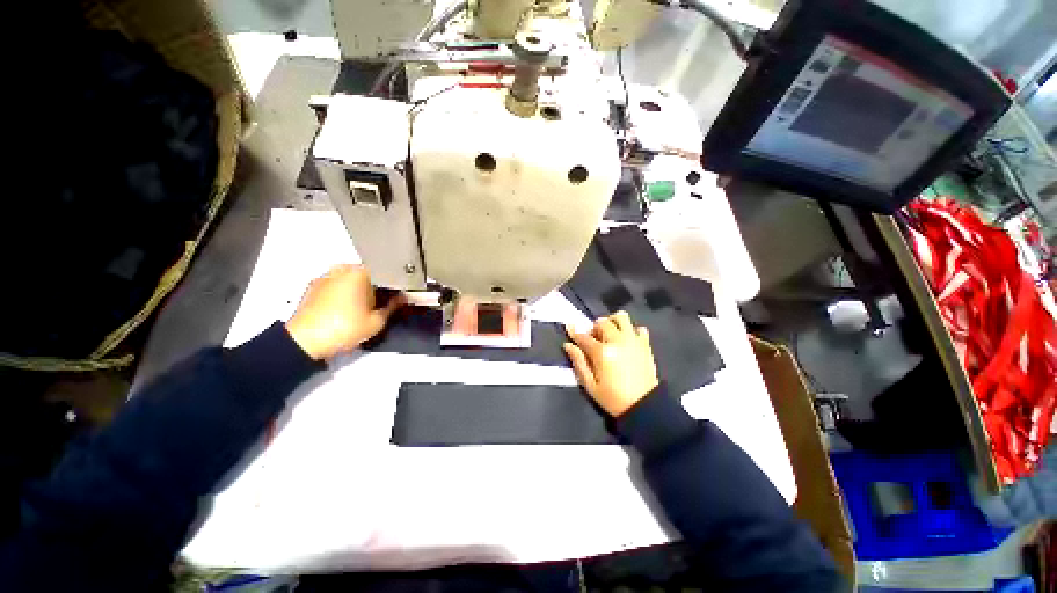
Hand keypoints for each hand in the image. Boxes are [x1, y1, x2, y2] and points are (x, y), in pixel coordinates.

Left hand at [285, 264, 404, 360]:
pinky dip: (342, 294)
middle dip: (375, 287)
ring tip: (361, 309)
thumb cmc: (341, 328)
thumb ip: (393, 307)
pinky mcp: (313, 288)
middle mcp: (341, 270)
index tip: (397, 296)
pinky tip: (345, 311)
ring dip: (358, 290)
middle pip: (367, 274)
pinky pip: (335, 286)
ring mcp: (325, 278)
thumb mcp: (377, 321)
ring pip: (350, 279)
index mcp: (359, 273)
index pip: (385, 272)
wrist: (305, 341)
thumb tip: (401, 299)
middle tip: (379, 304)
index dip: (394, 285)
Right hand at [563, 311, 658, 416]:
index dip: (574, 332)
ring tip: (610, 334)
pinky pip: (639, 328)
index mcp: (602, 353)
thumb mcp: (590, 385)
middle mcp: (617, 341)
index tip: (569, 327)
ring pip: (621, 317)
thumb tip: (568, 345)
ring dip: (612, 322)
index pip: (584, 337)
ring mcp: (633, 340)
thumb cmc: (613, 398)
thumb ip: (579, 362)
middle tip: (594, 339)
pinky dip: (631, 330)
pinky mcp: (645, 344)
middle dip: (594, 328)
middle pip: (602, 322)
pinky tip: (627, 341)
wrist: (644, 406)